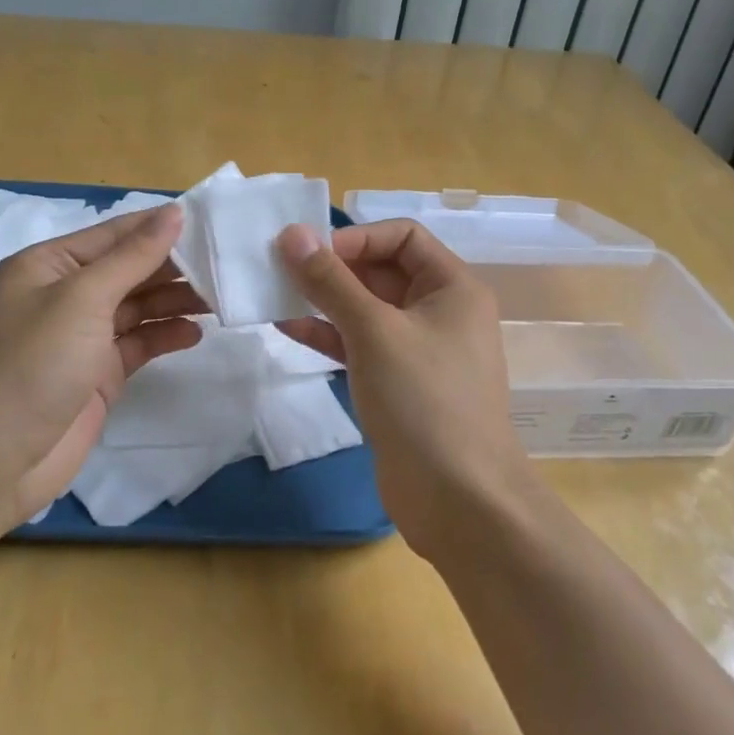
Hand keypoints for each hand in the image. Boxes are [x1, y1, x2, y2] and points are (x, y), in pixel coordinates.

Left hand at [0, 203, 204, 528]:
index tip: (212, 220)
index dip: (160, 226)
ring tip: (220, 298)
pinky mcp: (97, 374)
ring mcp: (81, 336)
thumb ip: (133, 257)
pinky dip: (164, 336)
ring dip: (175, 300)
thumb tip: (174, 212)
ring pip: (138, 306)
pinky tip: (194, 333)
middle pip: (129, 269)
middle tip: (225, 263)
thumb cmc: (32, 365)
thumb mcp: (82, 299)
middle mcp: (64, 294)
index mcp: (49, 265)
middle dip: (173, 266)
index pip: (114, 234)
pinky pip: (138, 343)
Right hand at [275, 219, 528, 555]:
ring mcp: (419, 349)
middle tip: (280, 269)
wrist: (458, 500)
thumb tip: (292, 234)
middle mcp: (440, 311)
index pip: (402, 236)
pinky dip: (329, 334)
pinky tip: (288, 327)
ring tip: (275, 293)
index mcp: (452, 287)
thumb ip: (331, 281)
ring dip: (324, 300)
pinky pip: (360, 344)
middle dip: (333, 268)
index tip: (310, 253)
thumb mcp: (374, 331)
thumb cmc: (423, 400)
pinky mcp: (398, 383)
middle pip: (382, 270)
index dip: (356, 237)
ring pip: (366, 309)